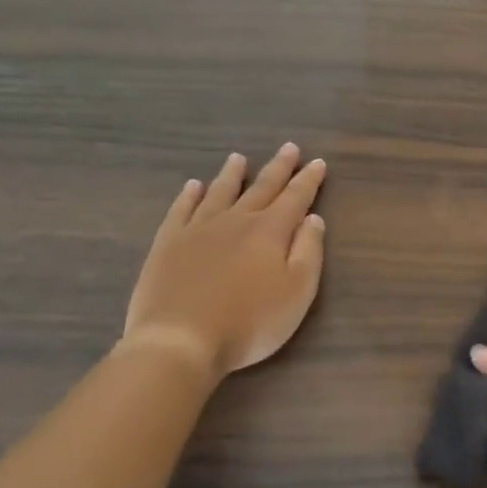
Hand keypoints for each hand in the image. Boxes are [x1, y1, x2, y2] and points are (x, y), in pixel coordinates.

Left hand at [120, 144, 326, 377]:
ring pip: (220, 193)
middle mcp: (236, 221)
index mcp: (270, 231)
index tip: (318, 162)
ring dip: (232, 174)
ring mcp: (198, 229)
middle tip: (289, 148)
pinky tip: (193, 186)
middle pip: (261, 188)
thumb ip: (309, 252)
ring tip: (238, 158)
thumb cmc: (249, 323)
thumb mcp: (297, 293)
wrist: (180, 340)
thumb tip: (313, 218)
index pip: (295, 198)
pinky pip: (181, 210)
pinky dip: (189, 196)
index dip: (309, 180)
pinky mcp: (168, 244)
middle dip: (278, 168)